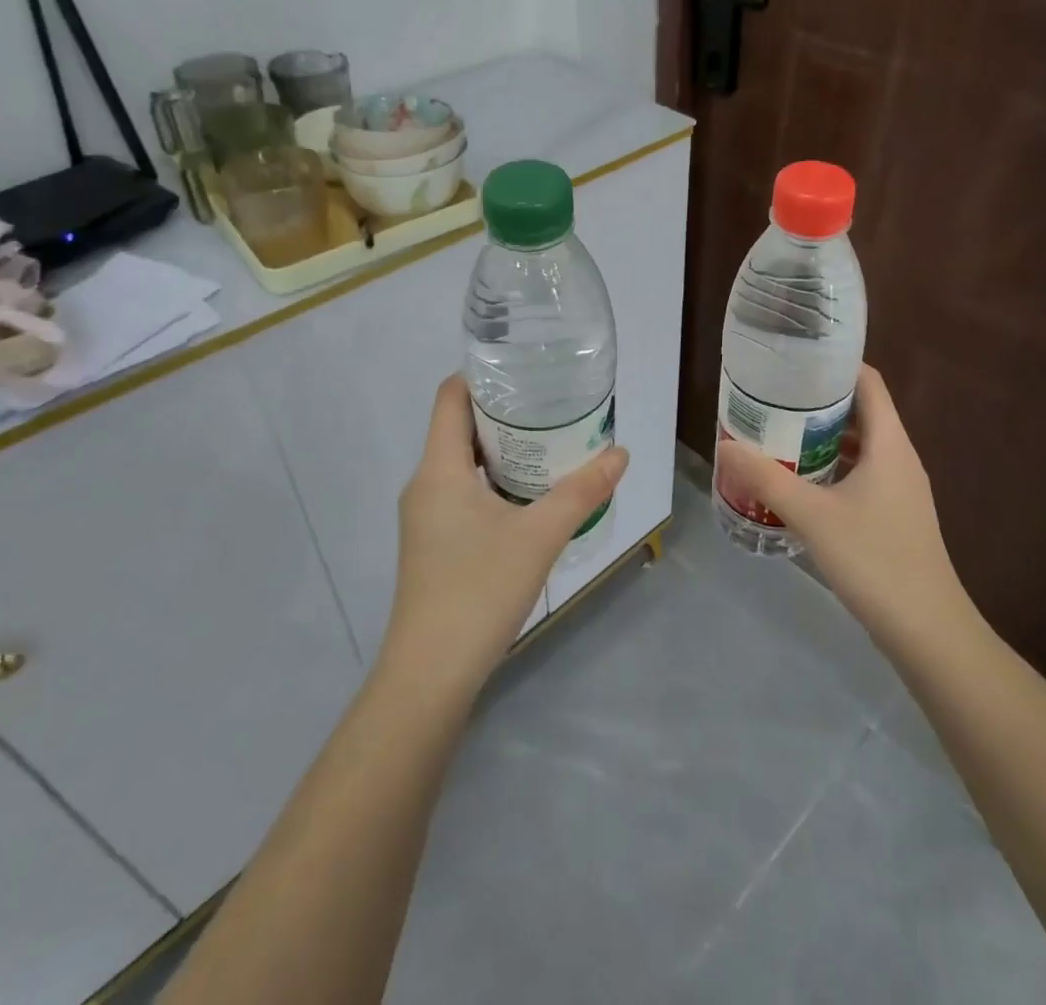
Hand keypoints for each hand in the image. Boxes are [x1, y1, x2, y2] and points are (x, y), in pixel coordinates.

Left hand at [383, 375, 628, 700]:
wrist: (430, 675)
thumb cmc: (478, 590)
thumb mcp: (540, 535)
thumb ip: (582, 491)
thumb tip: (620, 453)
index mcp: (439, 468)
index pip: (450, 396)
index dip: (482, 375)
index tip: (525, 370)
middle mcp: (425, 484)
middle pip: (458, 426)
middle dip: (503, 412)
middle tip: (552, 405)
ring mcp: (426, 516)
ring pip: (462, 462)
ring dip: (502, 449)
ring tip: (549, 443)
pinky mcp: (433, 543)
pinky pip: (463, 491)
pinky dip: (494, 480)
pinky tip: (530, 495)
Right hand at [716, 365, 980, 655]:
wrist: (928, 631)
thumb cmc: (875, 560)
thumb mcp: (813, 516)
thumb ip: (767, 478)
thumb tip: (726, 445)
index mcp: (890, 444)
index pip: (868, 382)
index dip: (835, 365)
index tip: (794, 361)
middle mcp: (899, 457)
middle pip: (861, 411)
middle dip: (817, 402)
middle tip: (772, 399)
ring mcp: (900, 489)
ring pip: (859, 446)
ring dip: (822, 438)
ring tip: (778, 435)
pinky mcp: (895, 515)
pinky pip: (861, 474)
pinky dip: (831, 468)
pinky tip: (800, 483)